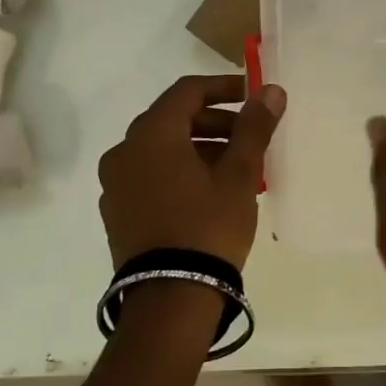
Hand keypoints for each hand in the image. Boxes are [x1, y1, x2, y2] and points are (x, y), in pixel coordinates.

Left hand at [99, 75, 285, 270]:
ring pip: (162, 149)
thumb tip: (270, 90)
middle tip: (250, 135)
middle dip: (214, 122)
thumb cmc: (208, 226)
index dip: (223, 88)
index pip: (187, 91)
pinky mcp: (117, 213)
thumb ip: (253, 127)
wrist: (170, 298)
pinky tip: (208, 193)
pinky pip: (151, 175)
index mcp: (151, 134)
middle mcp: (124, 151)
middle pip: (173, 119)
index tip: (252, 97)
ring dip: (198, 147)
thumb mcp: (239, 174)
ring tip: (236, 167)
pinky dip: (179, 171)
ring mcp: (115, 184)